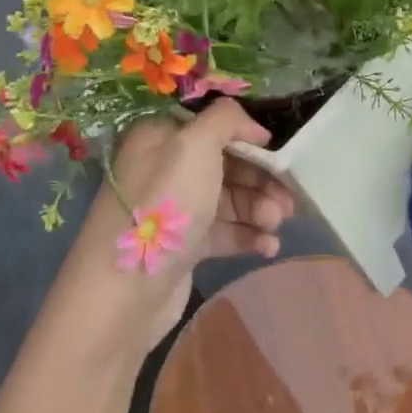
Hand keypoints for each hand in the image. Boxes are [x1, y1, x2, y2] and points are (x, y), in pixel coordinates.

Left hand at [57, 100, 295, 356]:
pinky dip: (248, 236)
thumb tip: (255, 127)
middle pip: (227, 164)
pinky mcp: (183, 246)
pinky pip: (224, 232)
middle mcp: (166, 168)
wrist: (123, 292)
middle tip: (287, 200)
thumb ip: (227, 120)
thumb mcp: (195, 145)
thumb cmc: (163, 207)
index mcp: (162, 138)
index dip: (249, 138)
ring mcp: (175, 210)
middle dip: (261, 180)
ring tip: (276, 225)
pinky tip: (268, 247)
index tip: (280, 155)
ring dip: (258, 209)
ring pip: (229, 200)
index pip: (214, 127)